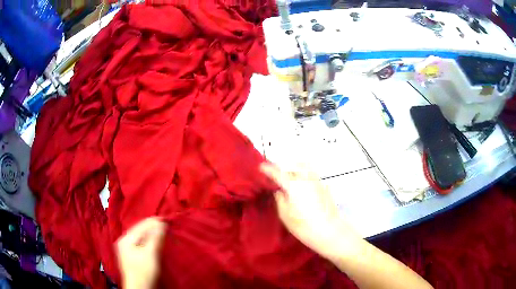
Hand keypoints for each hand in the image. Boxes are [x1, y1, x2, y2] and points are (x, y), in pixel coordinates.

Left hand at [116, 217, 166, 288]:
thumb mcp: (150, 254)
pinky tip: (156, 242)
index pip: (141, 226)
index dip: (153, 222)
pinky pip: (141, 244)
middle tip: (166, 226)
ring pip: (141, 238)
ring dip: (152, 235)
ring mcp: (127, 249)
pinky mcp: (132, 256)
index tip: (166, 219)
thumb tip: (161, 223)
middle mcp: (124, 241)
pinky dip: (149, 242)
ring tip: (163, 232)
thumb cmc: (144, 271)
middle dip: (153, 228)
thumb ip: (155, 237)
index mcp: (126, 239)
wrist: (140, 288)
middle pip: (140, 231)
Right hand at [261, 163, 358, 259]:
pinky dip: (305, 174)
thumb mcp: (285, 215)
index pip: (278, 173)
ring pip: (305, 167)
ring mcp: (317, 182)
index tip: (261, 167)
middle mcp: (306, 179)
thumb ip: (280, 200)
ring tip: (290, 176)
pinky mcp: (324, 187)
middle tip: (277, 175)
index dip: (268, 169)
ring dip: (295, 168)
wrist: (329, 231)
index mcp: (293, 185)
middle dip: (283, 167)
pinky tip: (303, 184)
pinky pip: (312, 174)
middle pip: (293, 165)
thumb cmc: (304, 226)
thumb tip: (279, 192)